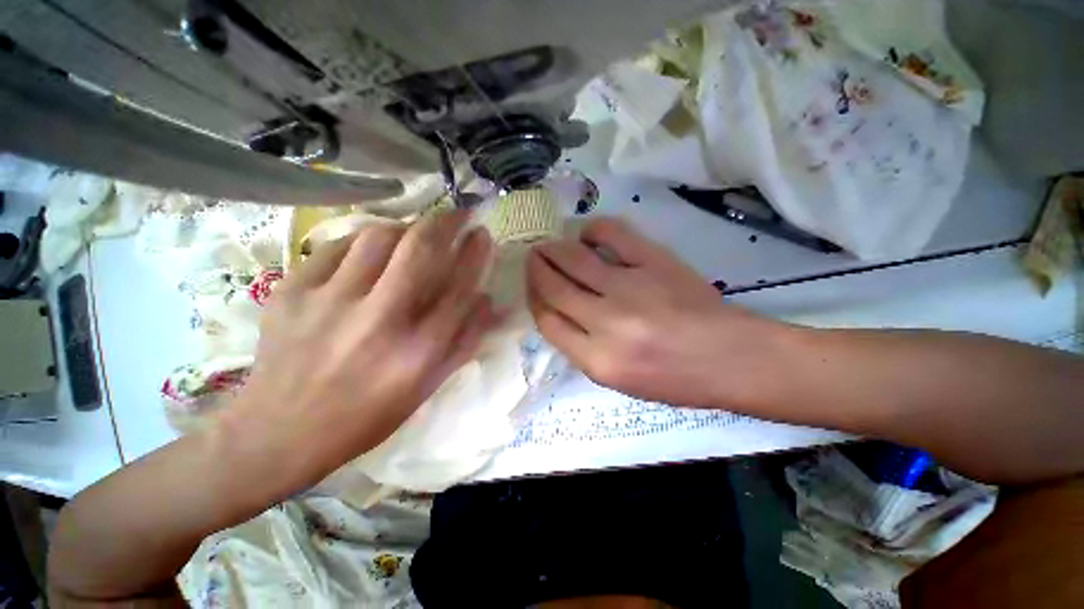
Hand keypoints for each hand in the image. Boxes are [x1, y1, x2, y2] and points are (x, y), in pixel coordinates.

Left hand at [227, 210, 497, 483]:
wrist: (278, 433)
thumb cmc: (367, 416)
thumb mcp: (427, 387)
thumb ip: (464, 342)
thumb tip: (487, 300)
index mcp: (417, 352)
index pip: (460, 288)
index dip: (476, 254)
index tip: (482, 234)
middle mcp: (379, 322)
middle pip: (420, 249)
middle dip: (446, 221)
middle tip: (457, 213)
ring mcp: (329, 303)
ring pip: (378, 237)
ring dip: (407, 226)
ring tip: (415, 231)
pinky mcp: (291, 292)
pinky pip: (336, 245)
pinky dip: (363, 239)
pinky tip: (370, 248)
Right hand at [527, 217, 782, 407]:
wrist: (731, 358)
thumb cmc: (675, 379)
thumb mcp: (618, 381)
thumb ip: (581, 350)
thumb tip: (558, 314)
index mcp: (597, 361)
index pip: (548, 323)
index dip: (534, 301)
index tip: (532, 289)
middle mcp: (606, 324)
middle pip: (554, 288)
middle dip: (536, 269)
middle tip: (531, 257)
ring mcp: (629, 288)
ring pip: (573, 260)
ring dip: (553, 249)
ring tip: (547, 245)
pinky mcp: (653, 262)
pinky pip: (611, 235)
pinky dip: (593, 230)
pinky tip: (587, 234)